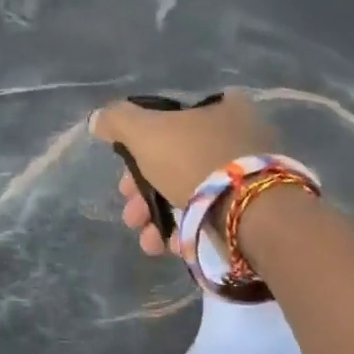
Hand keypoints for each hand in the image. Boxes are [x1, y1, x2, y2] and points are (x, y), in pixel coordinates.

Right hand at [90, 92, 274, 255]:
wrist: (250, 213)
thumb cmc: (195, 161)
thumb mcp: (146, 133)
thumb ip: (118, 121)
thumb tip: (98, 119)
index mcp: (222, 107)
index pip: (170, 123)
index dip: (140, 149)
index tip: (124, 178)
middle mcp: (240, 136)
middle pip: (177, 162)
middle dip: (145, 194)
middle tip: (131, 216)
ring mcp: (250, 175)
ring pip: (191, 194)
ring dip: (160, 219)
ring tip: (148, 242)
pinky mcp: (255, 210)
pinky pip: (212, 216)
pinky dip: (189, 231)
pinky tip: (174, 246)